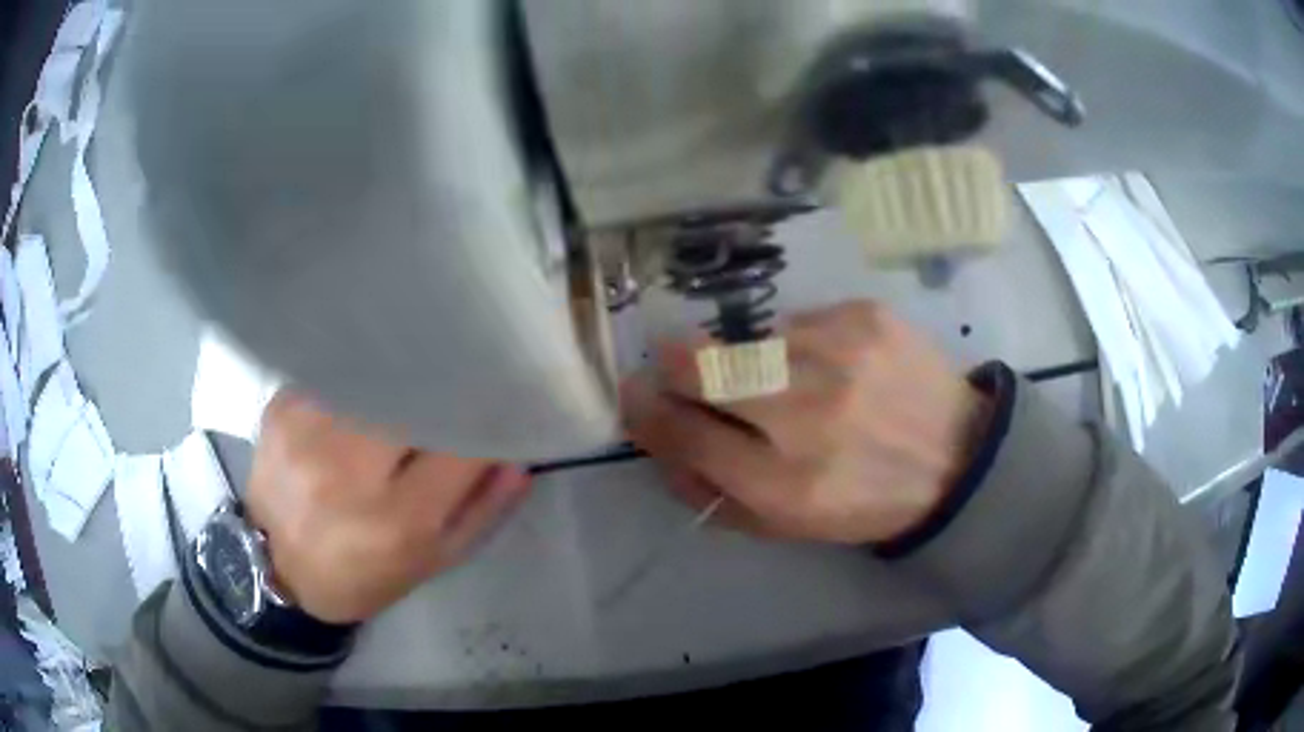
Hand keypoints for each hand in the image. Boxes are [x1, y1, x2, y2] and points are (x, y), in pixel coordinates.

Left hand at [245, 392, 530, 623]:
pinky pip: (338, 374)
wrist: (276, 569)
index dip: (487, 419)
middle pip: (416, 397)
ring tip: (413, 381)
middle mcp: (348, 469)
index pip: (461, 445)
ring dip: (401, 379)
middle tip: (463, 379)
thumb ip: (481, 509)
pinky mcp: (282, 408)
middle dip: (446, 386)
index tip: (504, 403)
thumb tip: (517, 456)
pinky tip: (365, 390)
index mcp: (395, 519)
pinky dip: (361, 379)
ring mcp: (308, 431)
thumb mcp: (433, 562)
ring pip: (376, 376)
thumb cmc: (362, 575)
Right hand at [622, 301, 989, 544]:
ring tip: (794, 382)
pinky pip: (799, 321)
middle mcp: (807, 414)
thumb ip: (713, 493)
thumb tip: (658, 441)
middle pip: (700, 365)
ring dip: (752, 360)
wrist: (959, 456)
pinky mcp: (866, 316)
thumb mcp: (789, 526)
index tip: (636, 395)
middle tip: (683, 369)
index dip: (646, 411)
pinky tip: (837, 366)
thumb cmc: (868, 501)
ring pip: (749, 339)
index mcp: (785, 484)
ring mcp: (839, 354)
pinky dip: (802, 344)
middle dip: (676, 365)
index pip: (683, 432)